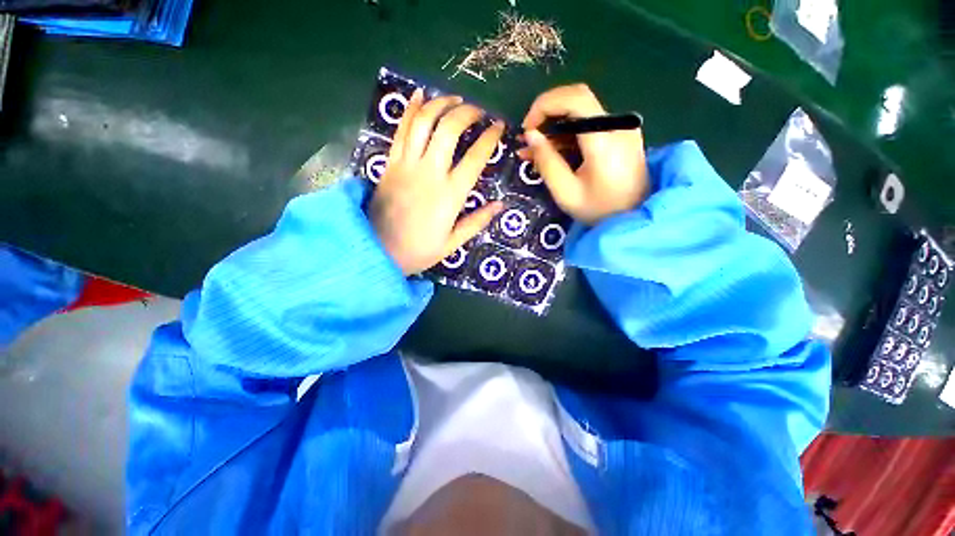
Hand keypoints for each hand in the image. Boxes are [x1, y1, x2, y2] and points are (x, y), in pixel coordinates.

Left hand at [370, 89, 504, 274]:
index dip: (490, 137)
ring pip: (424, 122)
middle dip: (467, 113)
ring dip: (441, 104)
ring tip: (454, 99)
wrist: (378, 251)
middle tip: (478, 111)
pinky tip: (420, 94)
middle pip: (449, 129)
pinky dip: (411, 109)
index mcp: (450, 195)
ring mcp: (407, 165)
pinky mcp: (390, 163)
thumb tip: (500, 205)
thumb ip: (476, 222)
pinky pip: (401, 130)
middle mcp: (430, 173)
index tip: (499, 126)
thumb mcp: (452, 243)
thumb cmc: (419, 250)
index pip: (475, 157)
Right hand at [520, 84, 649, 224]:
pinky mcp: (620, 135)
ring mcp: (621, 128)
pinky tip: (551, 152)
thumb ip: (547, 162)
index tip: (527, 129)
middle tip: (528, 139)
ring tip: (533, 151)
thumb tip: (530, 136)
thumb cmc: (600, 210)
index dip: (545, 105)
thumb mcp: (566, 192)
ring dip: (554, 127)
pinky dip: (567, 135)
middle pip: (577, 99)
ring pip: (581, 113)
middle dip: (547, 114)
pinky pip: (589, 126)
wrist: (635, 217)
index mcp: (605, 138)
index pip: (574, 98)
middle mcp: (617, 125)